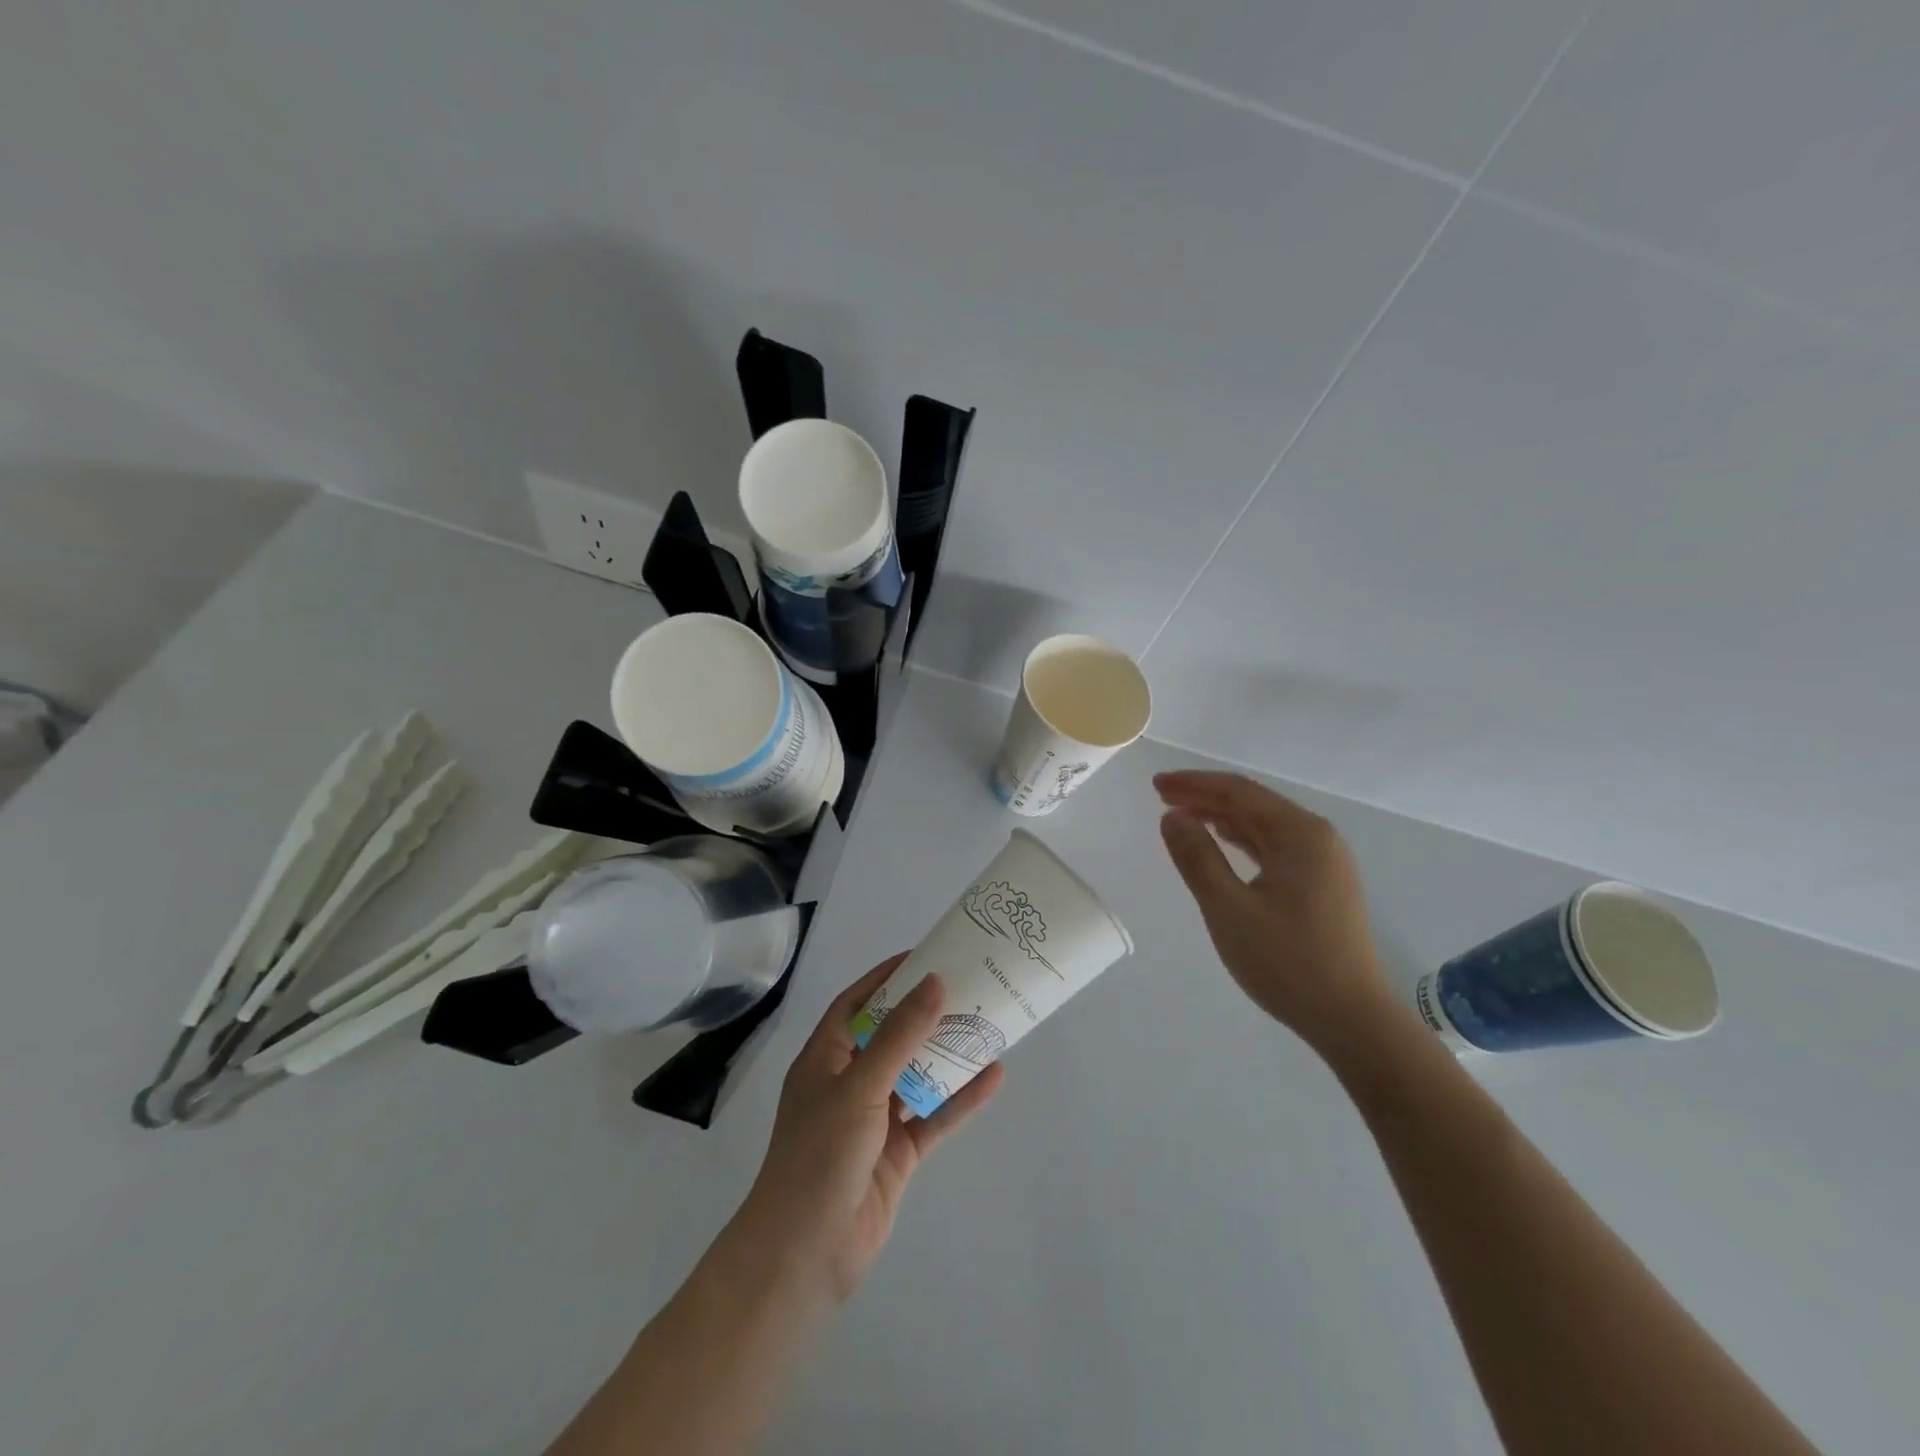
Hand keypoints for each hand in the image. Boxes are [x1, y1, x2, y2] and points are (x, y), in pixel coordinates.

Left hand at [733, 955, 1005, 1305]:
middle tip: (966, 987)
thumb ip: (899, 1036)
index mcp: (825, 1059)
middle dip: (924, 1014)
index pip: (855, 1004)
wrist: (805, 1254)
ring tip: (986, 1023)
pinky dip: (960, 1099)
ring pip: (916, 1075)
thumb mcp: (859, 1086)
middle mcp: (849, 1083)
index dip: (885, 979)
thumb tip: (933, 983)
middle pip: (891, 1036)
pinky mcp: (897, 1153)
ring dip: (946, 1054)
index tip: (923, 958)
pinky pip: (933, 1117)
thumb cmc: (820, 1154)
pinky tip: (993, 1077)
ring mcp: (874, 1120)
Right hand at [1155, 771, 1394, 1057]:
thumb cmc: (1287, 962)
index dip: (1194, 784)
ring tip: (1182, 816)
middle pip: (1253, 803)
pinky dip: (1242, 840)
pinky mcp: (1323, 885)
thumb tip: (1171, 816)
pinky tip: (1222, 842)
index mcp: (1300, 834)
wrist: (1352, 1020)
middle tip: (1162, 796)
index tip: (1156, 785)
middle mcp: (1317, 838)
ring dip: (1222, 817)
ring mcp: (1324, 862)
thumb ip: (1197, 858)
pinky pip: (1274, 847)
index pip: (1239, 792)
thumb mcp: (1229, 909)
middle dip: (1206, 797)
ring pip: (1264, 825)